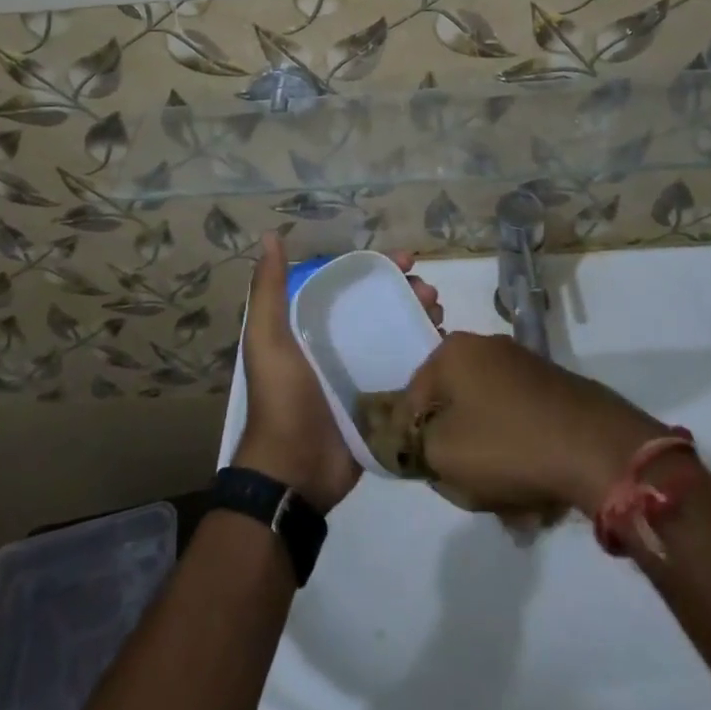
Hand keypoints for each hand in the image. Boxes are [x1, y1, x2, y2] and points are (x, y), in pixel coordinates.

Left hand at [237, 234, 442, 512]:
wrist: (294, 473)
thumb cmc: (282, 399)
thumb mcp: (267, 340)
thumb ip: (269, 290)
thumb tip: (270, 236)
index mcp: (313, 326)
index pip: (353, 285)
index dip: (380, 268)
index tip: (408, 259)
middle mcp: (340, 344)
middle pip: (382, 307)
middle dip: (409, 294)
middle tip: (430, 294)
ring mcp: (363, 373)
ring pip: (400, 335)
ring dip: (422, 320)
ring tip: (439, 317)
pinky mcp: (382, 402)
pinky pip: (409, 370)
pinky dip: (427, 356)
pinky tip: (443, 347)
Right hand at [403, 332, 665, 516]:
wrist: (596, 448)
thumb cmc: (507, 444)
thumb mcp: (442, 453)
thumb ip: (415, 444)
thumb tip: (420, 438)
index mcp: (453, 352)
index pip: (412, 397)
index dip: (412, 439)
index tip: (428, 472)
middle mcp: (486, 348)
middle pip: (453, 410)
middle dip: (458, 454)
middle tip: (470, 490)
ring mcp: (523, 366)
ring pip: (488, 424)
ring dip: (492, 465)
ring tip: (510, 505)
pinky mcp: (552, 389)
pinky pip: (519, 427)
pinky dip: (520, 458)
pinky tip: (535, 496)